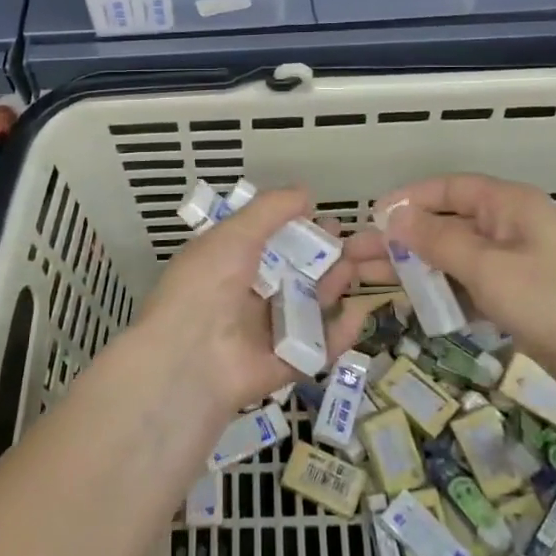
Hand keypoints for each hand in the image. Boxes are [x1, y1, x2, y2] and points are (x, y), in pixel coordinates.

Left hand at [129, 185, 363, 414]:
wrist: (192, 357)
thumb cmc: (208, 284)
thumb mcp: (234, 233)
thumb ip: (271, 210)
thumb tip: (306, 193)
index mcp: (231, 263)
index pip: (274, 242)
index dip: (304, 230)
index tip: (332, 220)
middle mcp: (250, 295)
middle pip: (299, 272)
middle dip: (330, 256)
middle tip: (364, 243)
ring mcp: (269, 331)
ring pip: (312, 305)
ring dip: (336, 285)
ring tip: (362, 267)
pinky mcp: (287, 363)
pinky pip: (320, 347)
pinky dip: (340, 332)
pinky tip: (360, 312)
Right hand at [344, 174, 555, 406]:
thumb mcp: (489, 267)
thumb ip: (437, 241)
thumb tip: (393, 216)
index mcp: (507, 206)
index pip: (447, 189)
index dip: (407, 200)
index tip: (371, 218)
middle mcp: (507, 228)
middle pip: (444, 225)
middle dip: (400, 238)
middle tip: (354, 255)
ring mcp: (512, 266)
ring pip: (451, 259)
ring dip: (414, 267)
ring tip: (368, 278)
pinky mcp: (516, 300)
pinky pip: (467, 286)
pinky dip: (440, 292)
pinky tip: (410, 303)